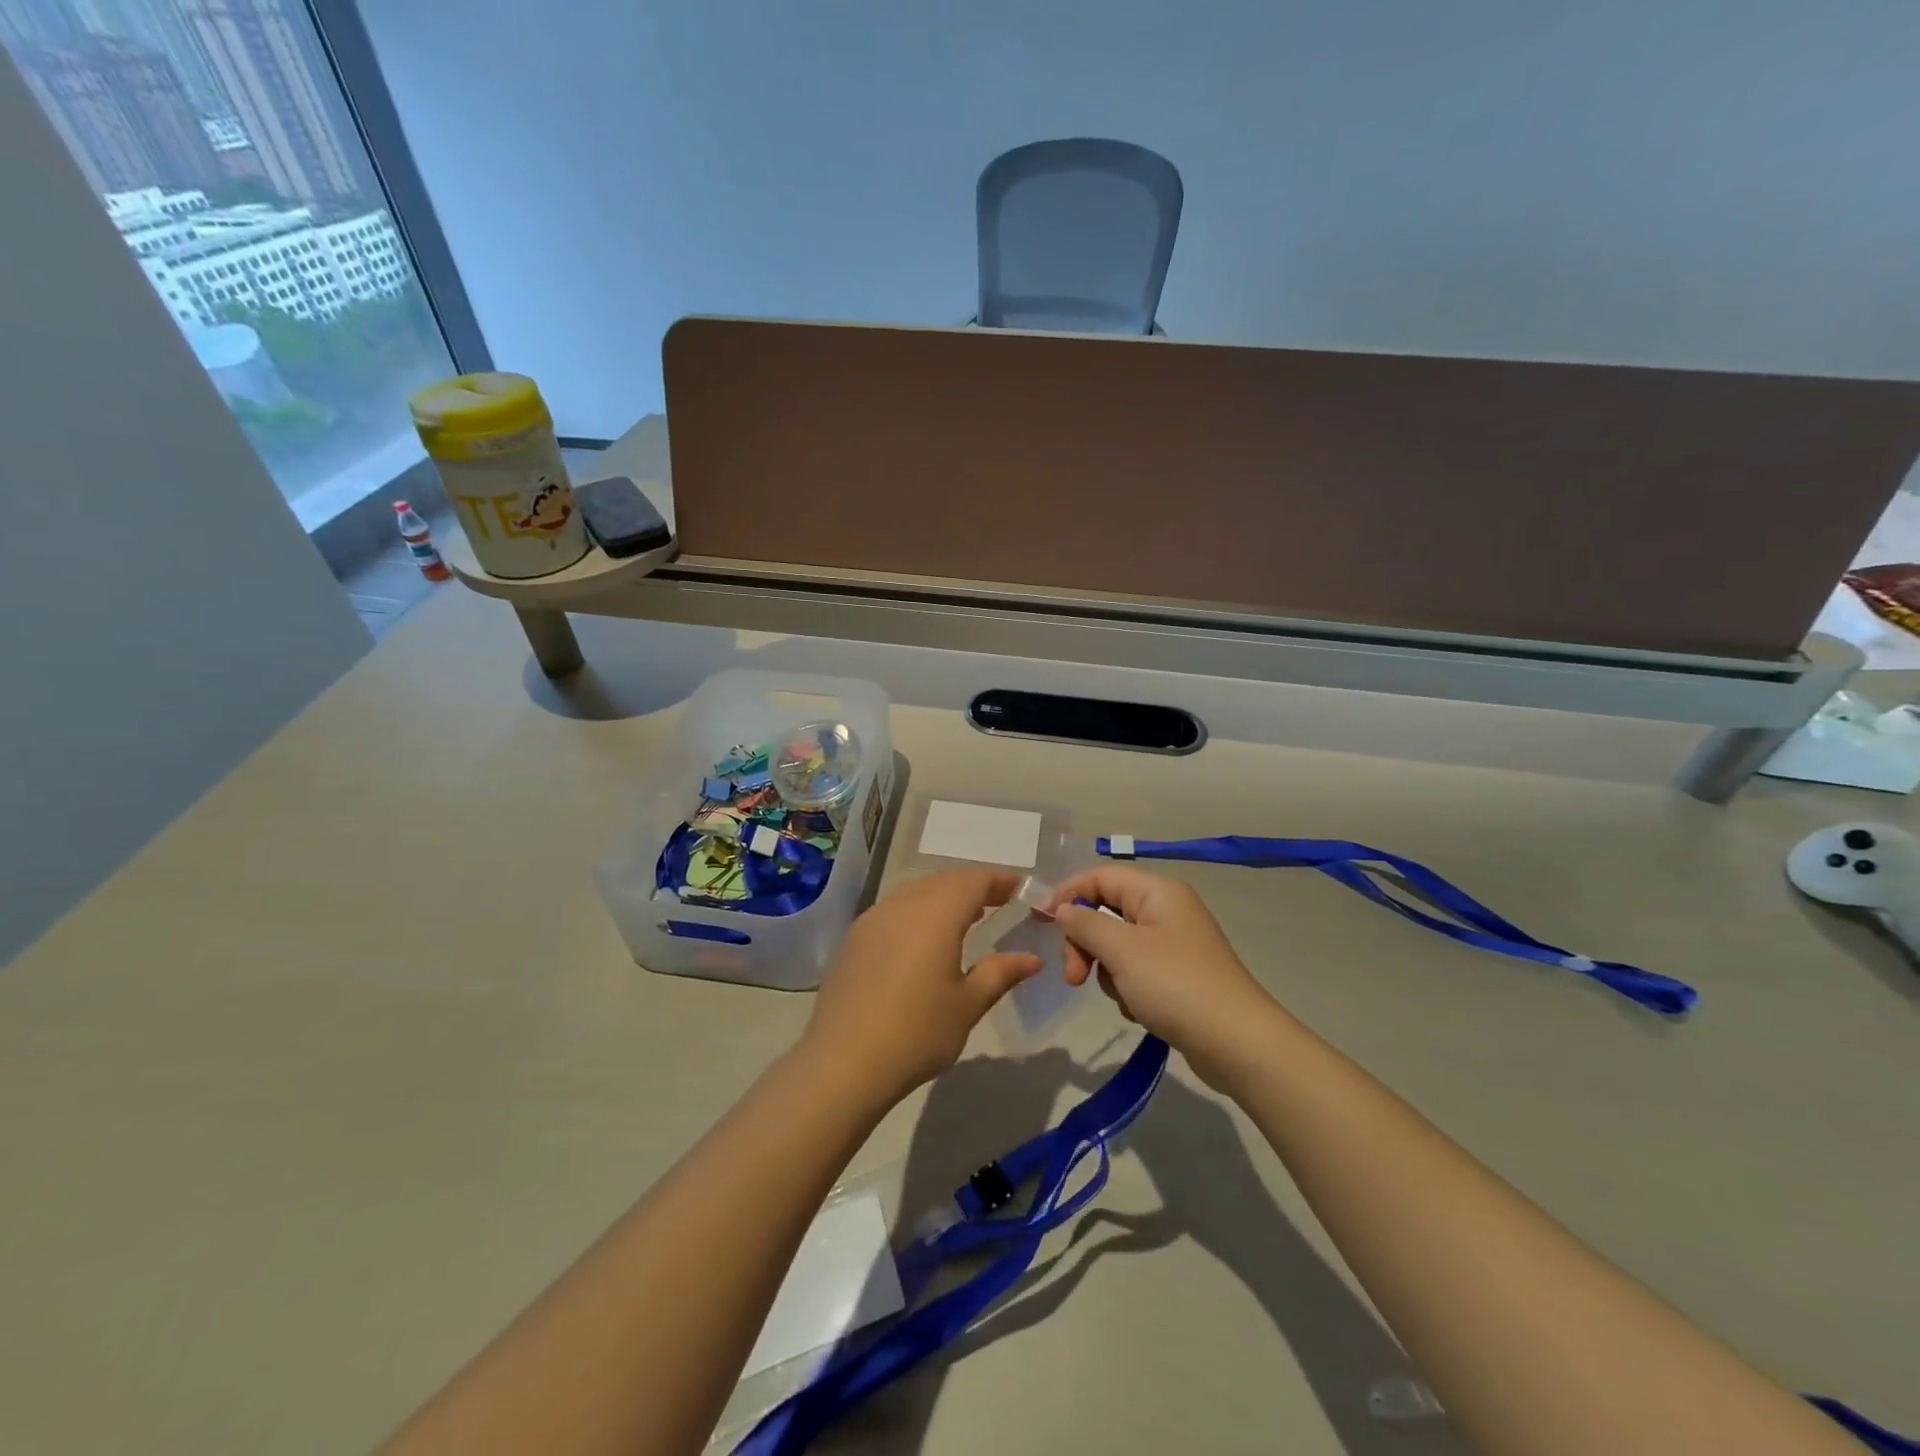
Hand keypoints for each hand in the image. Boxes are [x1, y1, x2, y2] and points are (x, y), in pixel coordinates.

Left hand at [801, 869, 1041, 1108]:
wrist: (843, 1062)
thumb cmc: (917, 1033)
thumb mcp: (967, 1005)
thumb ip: (1000, 973)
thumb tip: (1031, 959)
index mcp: (936, 915)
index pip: (973, 881)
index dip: (998, 880)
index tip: (1019, 888)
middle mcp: (902, 905)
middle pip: (943, 881)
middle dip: (972, 886)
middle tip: (998, 900)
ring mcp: (872, 919)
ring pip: (915, 892)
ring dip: (943, 895)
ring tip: (965, 915)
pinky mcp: (854, 939)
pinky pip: (893, 909)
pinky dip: (917, 910)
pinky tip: (923, 936)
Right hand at [1047, 866, 1278, 1086]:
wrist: (1237, 1044)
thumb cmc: (1176, 985)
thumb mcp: (1121, 950)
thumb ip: (1084, 923)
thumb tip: (1062, 909)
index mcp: (1157, 891)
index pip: (1100, 876)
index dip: (1068, 894)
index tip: (1041, 924)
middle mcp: (1166, 910)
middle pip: (1105, 911)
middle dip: (1085, 943)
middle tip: (1074, 977)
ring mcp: (1173, 945)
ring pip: (1116, 945)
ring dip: (1106, 971)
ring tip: (1122, 997)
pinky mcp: (1177, 976)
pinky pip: (1134, 971)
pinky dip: (1127, 989)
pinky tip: (1138, 1010)